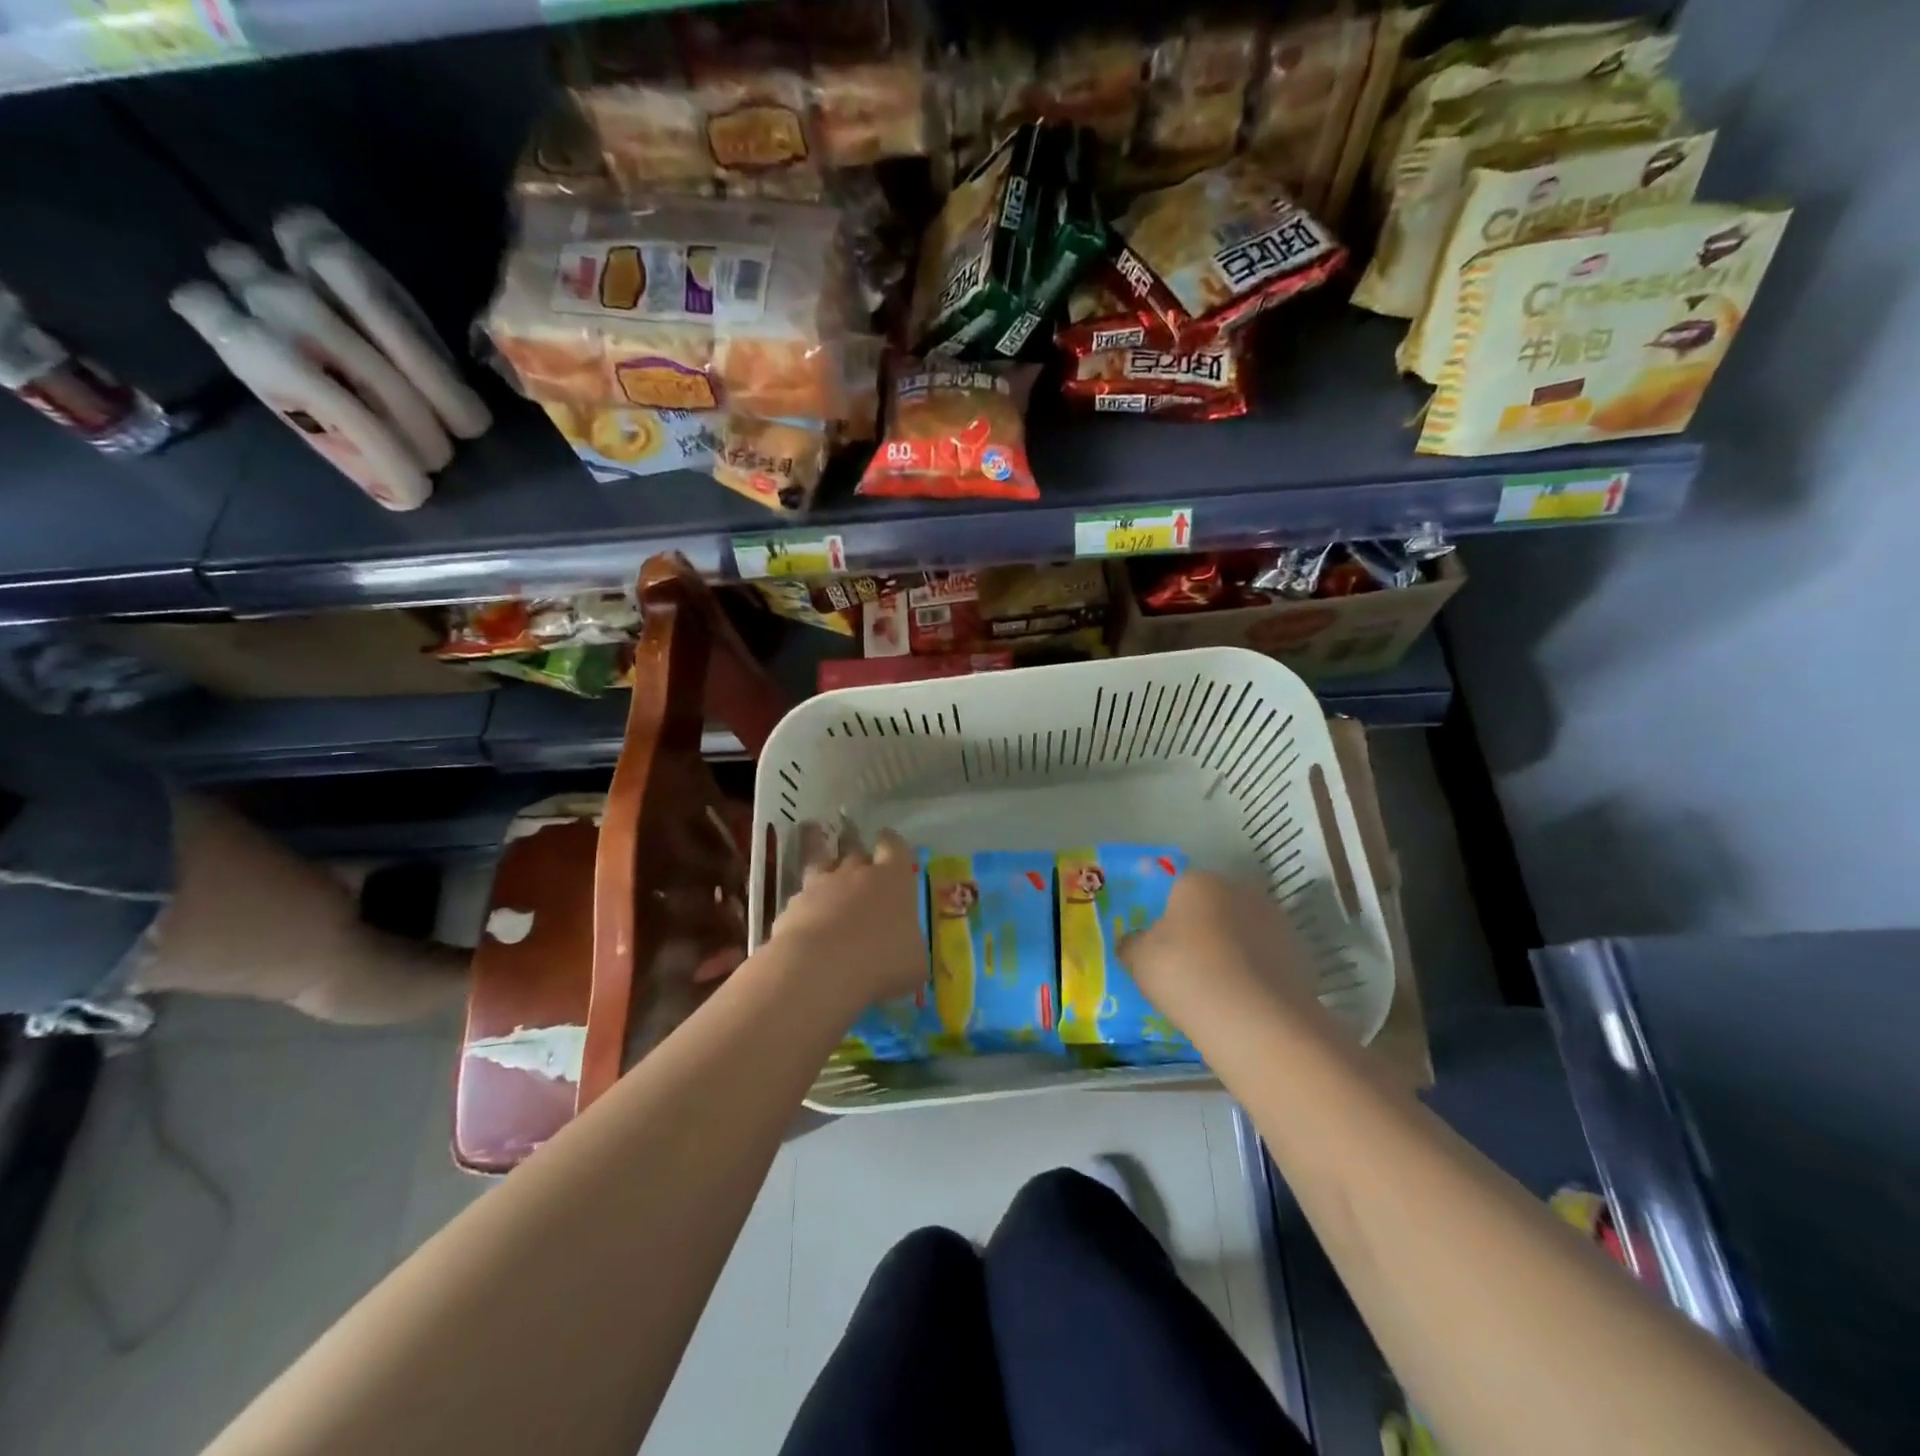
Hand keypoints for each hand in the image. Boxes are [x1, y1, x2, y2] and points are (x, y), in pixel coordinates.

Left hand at [767, 823, 926, 1013]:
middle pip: (857, 854)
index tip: (889, 845)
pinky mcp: (792, 906)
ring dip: (829, 881)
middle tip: (864, 881)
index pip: (894, 846)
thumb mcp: (914, 962)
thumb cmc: (882, 960)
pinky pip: (802, 900)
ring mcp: (820, 886)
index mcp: (893, 878)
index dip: (891, 844)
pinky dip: (807, 910)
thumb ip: (911, 948)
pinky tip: (809, 928)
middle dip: (860, 864)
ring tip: (832, 897)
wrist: (820, 968)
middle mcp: (856, 872)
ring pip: (823, 868)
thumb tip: (907, 952)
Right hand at [1120, 870, 1325, 1038]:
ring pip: (1244, 932)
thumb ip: (1133, 944)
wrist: (1256, 1019)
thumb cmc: (1186, 974)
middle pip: (1215, 906)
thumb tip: (1134, 942)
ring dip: (1233, 951)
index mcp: (1198, 881)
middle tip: (1188, 965)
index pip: (1178, 888)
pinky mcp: (1300, 956)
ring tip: (1217, 990)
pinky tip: (1243, 1003)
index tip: (1162, 947)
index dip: (1168, 916)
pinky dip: (1256, 975)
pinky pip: (1266, 960)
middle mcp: (1240, 890)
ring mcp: (1276, 922)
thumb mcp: (1139, 960)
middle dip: (1204, 929)